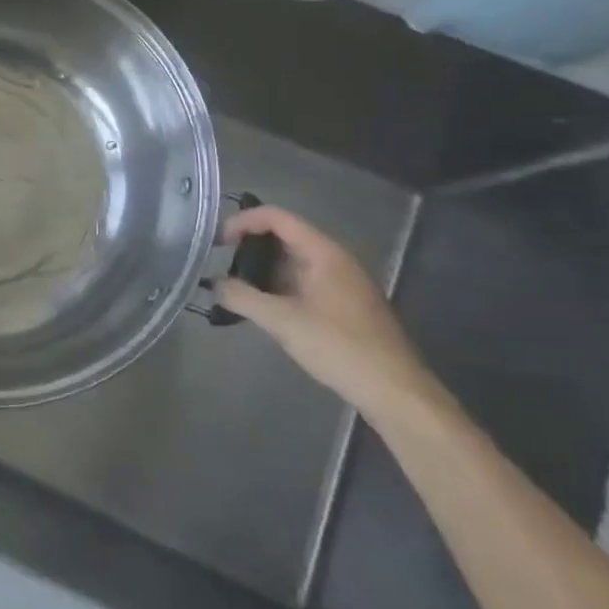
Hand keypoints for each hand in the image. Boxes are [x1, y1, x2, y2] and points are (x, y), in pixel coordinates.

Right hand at [216, 205, 438, 418]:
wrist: (394, 390)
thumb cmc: (339, 347)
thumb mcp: (283, 322)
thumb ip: (243, 298)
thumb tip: (214, 285)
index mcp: (324, 253)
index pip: (277, 218)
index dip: (244, 222)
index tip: (218, 242)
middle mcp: (334, 260)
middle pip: (285, 237)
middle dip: (250, 248)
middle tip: (222, 266)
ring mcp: (341, 283)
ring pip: (293, 262)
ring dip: (263, 271)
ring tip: (236, 289)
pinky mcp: (343, 305)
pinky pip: (303, 283)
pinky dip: (278, 288)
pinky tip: (263, 309)